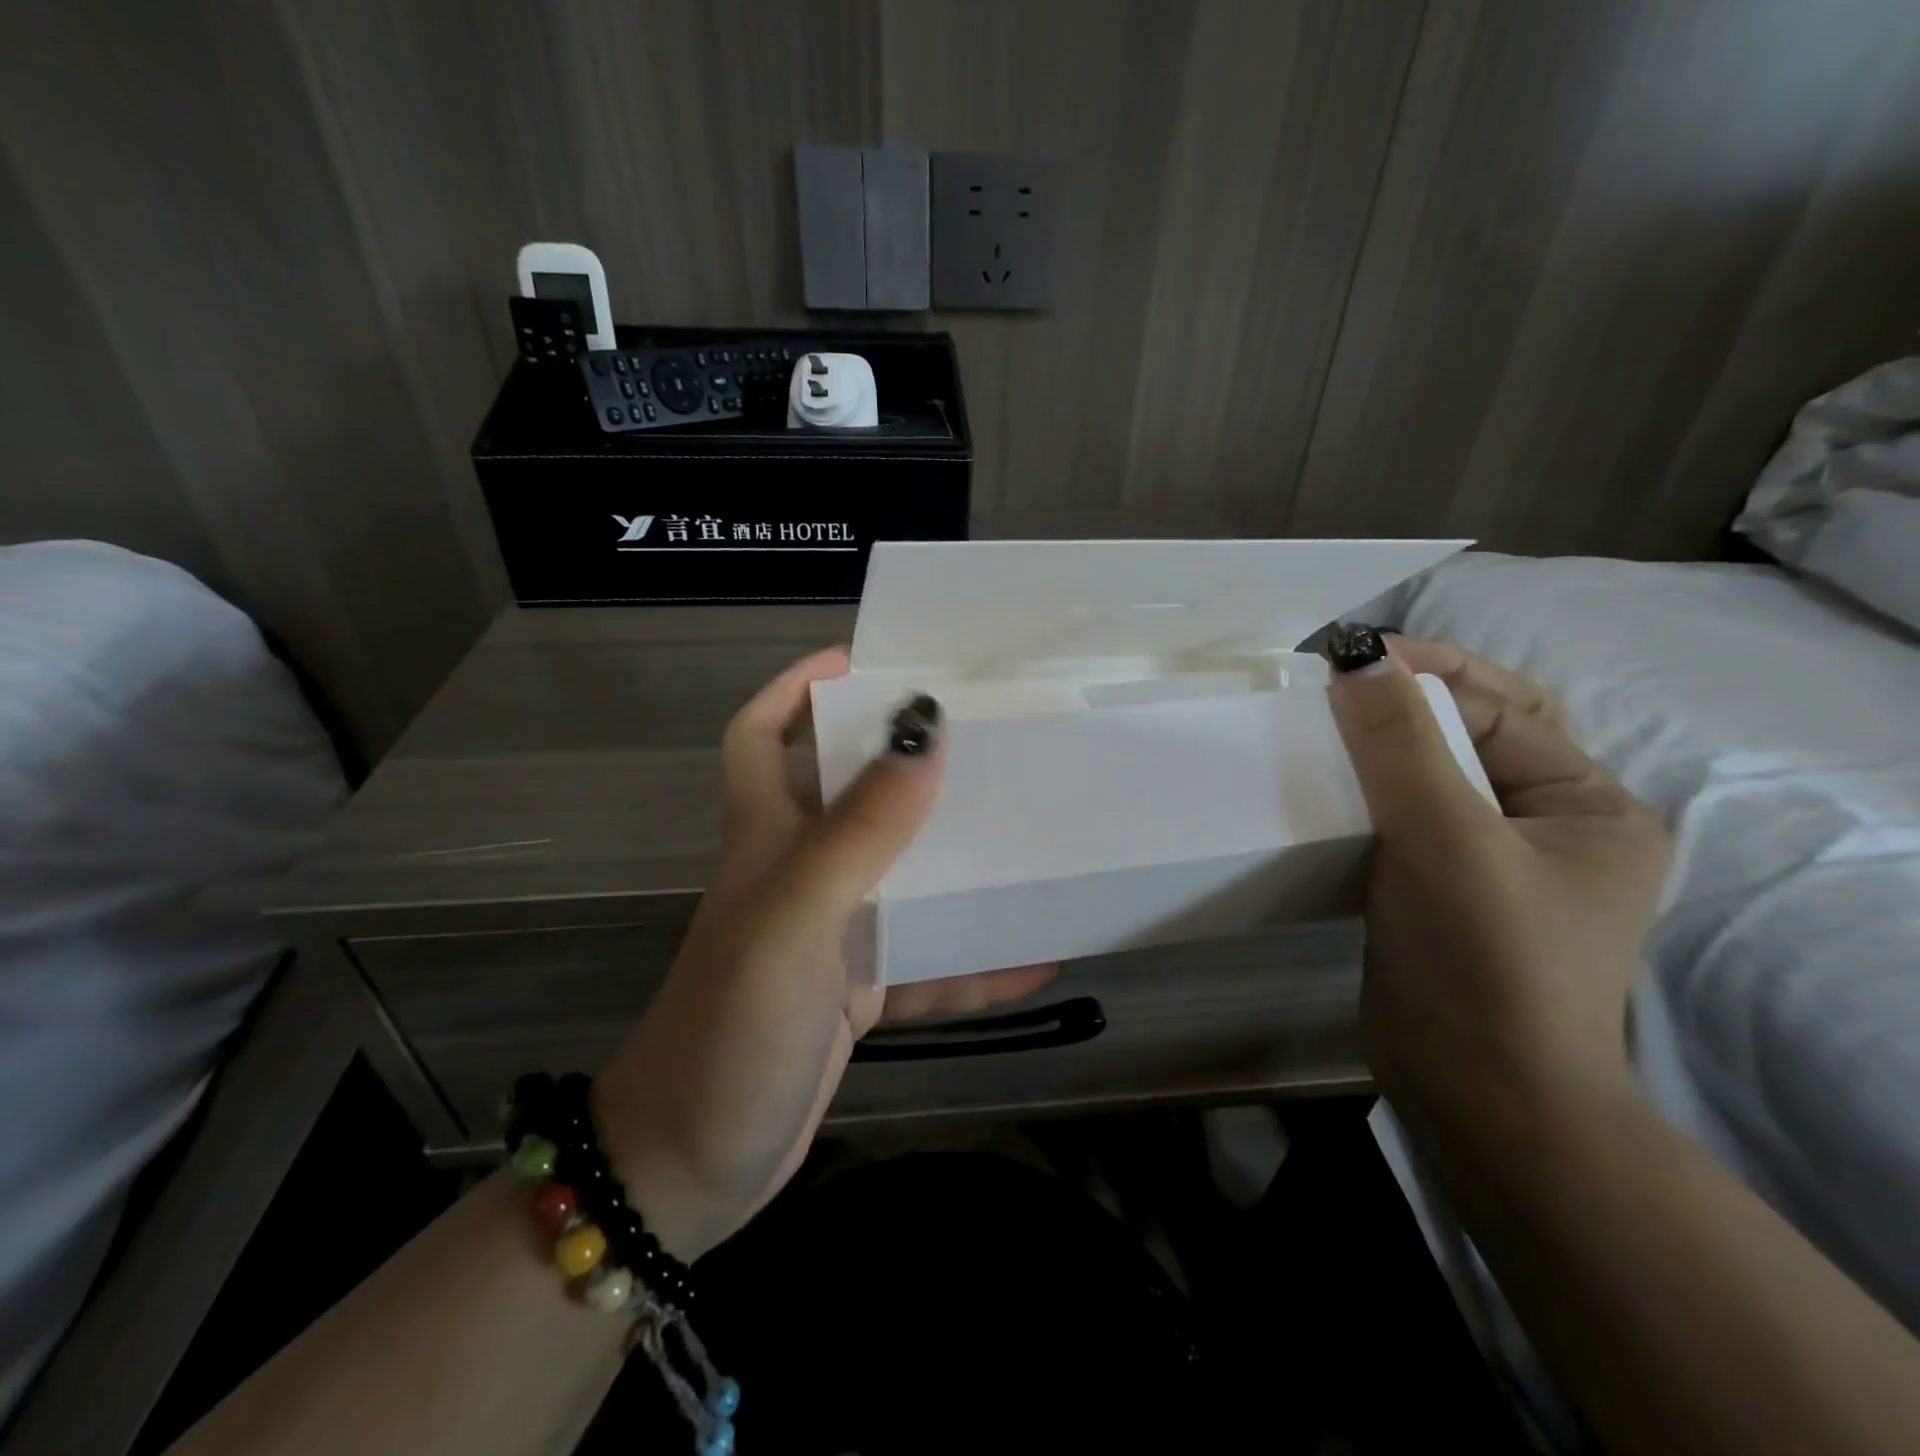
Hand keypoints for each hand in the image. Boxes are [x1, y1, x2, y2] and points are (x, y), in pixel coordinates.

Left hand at [592, 648, 1055, 1258]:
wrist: (693, 1168)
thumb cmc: (733, 1026)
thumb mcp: (797, 915)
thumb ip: (862, 828)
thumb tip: (926, 730)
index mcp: (767, 836)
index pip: (761, 732)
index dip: (799, 685)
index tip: (868, 660)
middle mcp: (798, 872)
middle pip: (852, 793)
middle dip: (908, 761)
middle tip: (984, 737)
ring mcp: (830, 934)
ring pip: (902, 874)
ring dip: (958, 860)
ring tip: (1029, 832)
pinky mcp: (857, 992)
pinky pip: (928, 962)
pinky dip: (975, 960)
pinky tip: (1038, 955)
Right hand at [1327, 634, 1672, 1124]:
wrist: (1474, 1091)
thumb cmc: (1485, 959)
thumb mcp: (1447, 838)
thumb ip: (1402, 744)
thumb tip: (1356, 659)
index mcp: (1587, 805)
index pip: (1502, 712)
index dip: (1429, 677)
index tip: (1350, 656)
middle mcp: (1546, 827)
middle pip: (1470, 737)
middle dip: (1406, 703)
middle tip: (1336, 679)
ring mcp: (1489, 862)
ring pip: (1428, 778)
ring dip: (1378, 747)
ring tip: (1320, 724)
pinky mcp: (1437, 890)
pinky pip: (1400, 818)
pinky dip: (1364, 793)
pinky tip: (1322, 786)